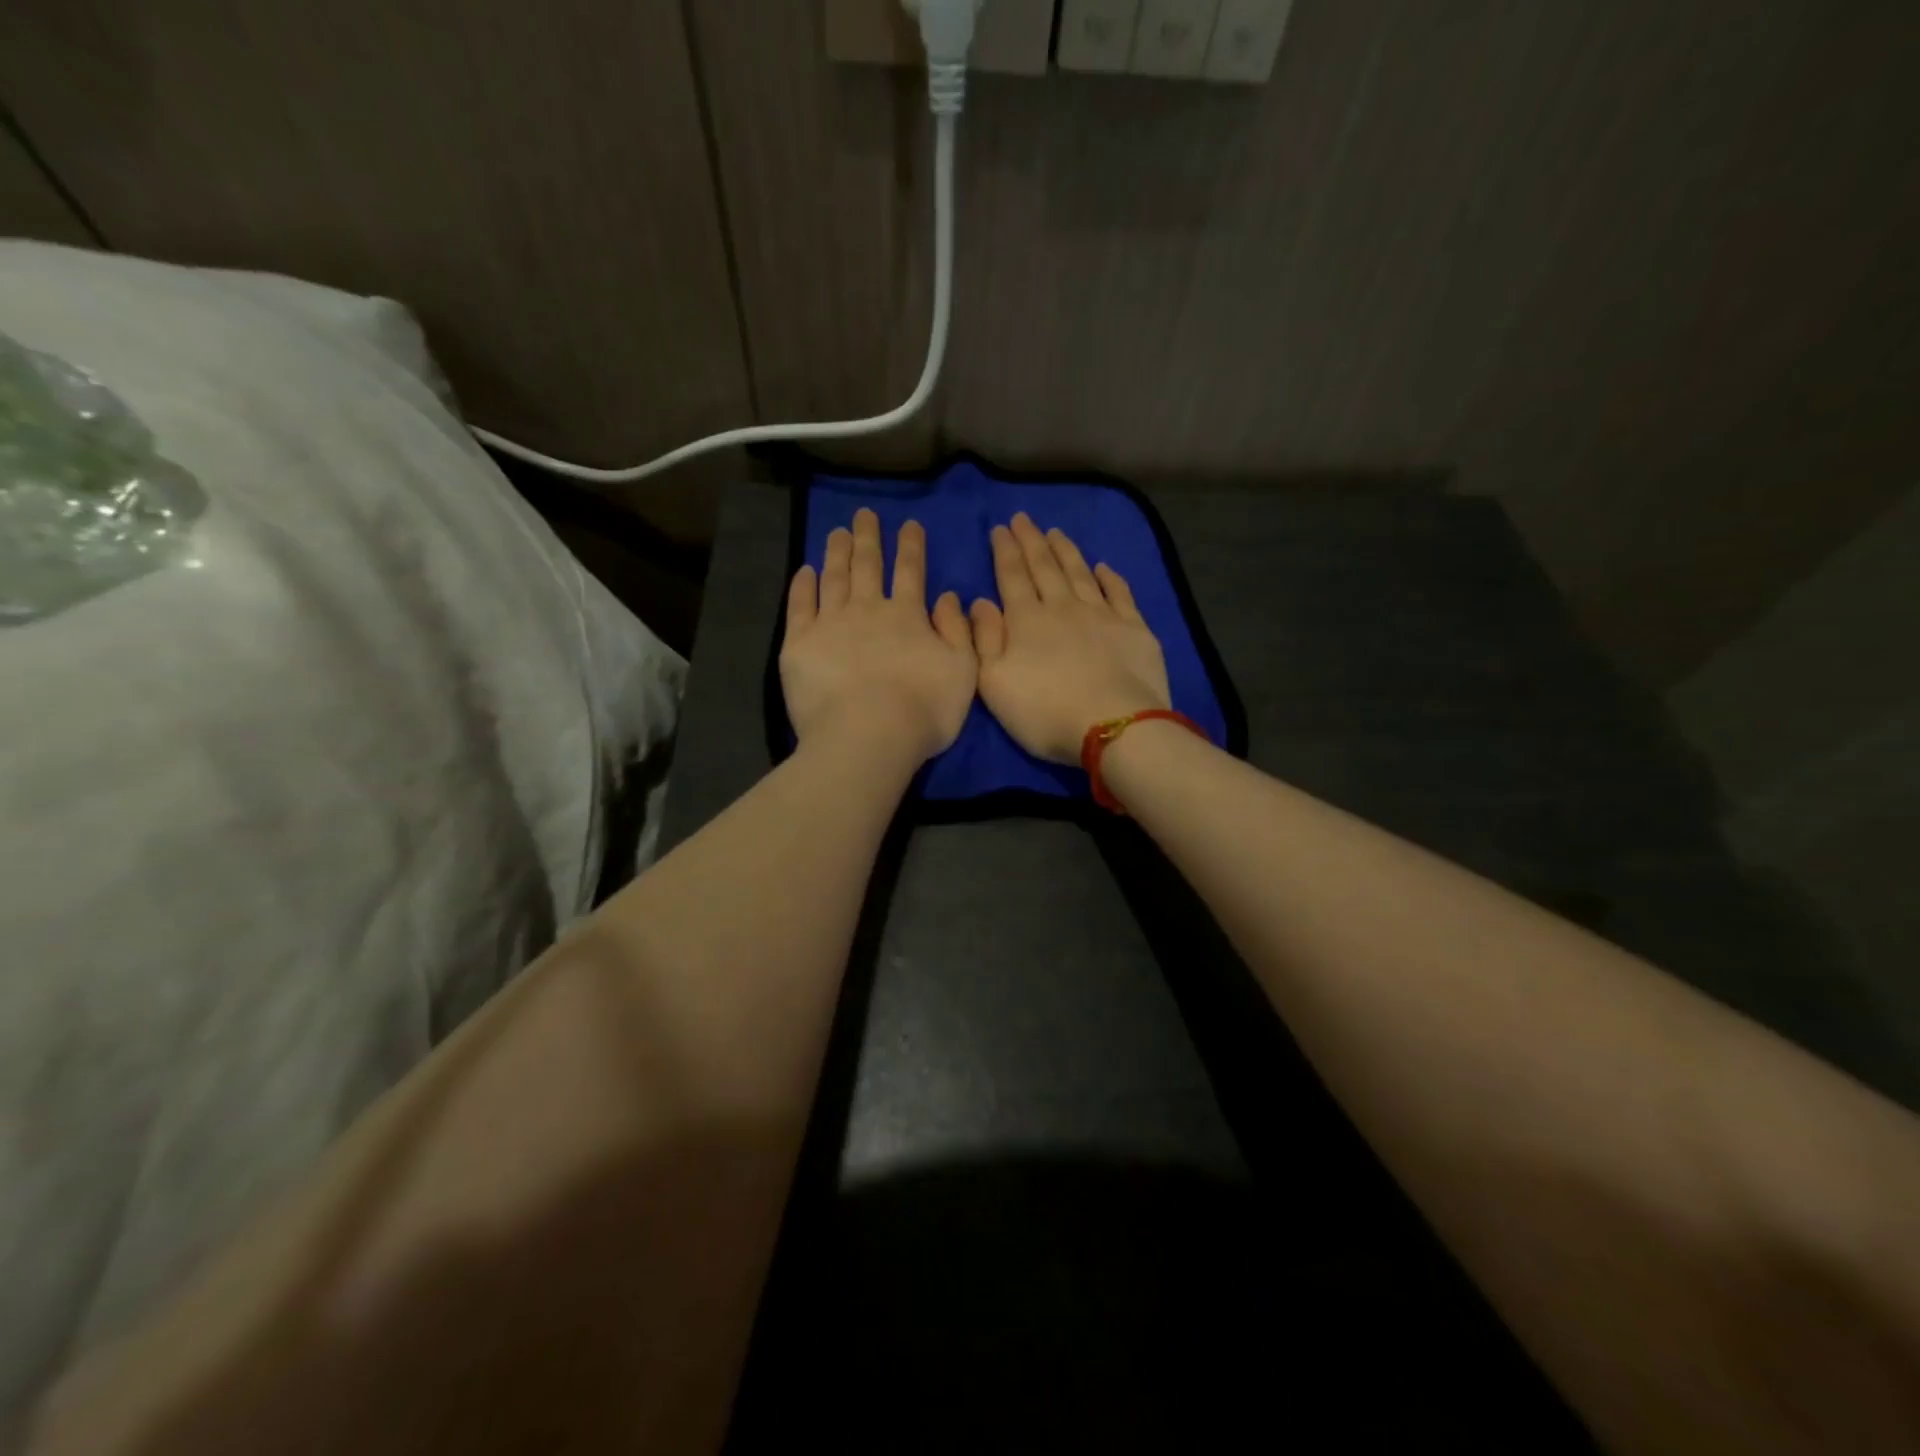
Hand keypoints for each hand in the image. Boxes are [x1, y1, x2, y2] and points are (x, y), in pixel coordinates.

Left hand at [781, 508, 977, 762]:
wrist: (867, 736)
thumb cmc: (923, 710)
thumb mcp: (963, 670)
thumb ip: (958, 631)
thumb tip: (949, 596)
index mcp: (907, 616)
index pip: (911, 571)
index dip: (911, 546)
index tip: (909, 524)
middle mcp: (868, 610)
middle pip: (868, 565)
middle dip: (868, 538)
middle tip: (864, 514)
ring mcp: (830, 624)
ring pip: (834, 578)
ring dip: (837, 553)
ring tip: (837, 532)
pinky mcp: (800, 643)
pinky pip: (800, 605)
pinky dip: (803, 586)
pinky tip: (805, 571)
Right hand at [969, 514, 1170, 763]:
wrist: (1113, 726)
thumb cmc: (1044, 712)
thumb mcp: (994, 684)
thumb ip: (984, 640)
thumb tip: (980, 602)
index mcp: (1026, 621)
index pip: (1012, 577)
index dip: (1004, 551)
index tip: (1000, 528)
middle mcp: (1063, 608)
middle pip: (1045, 567)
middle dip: (1031, 541)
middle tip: (1023, 518)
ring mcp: (1101, 615)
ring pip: (1079, 573)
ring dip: (1066, 551)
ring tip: (1055, 532)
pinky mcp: (1133, 628)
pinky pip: (1119, 593)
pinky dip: (1110, 577)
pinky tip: (1103, 567)